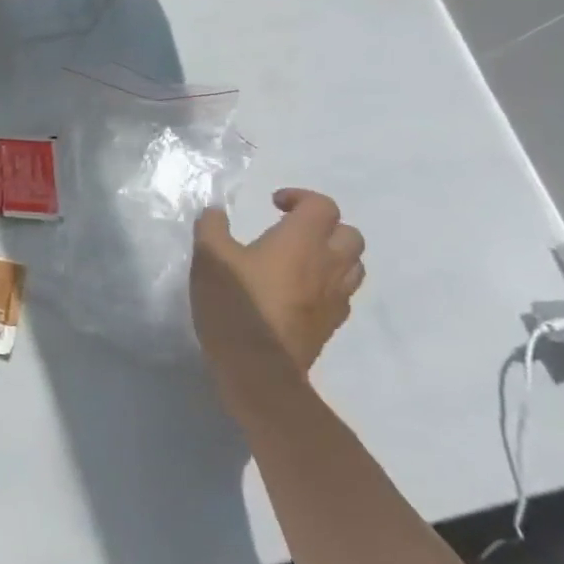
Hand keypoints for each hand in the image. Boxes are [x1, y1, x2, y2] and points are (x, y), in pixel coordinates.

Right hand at [191, 188, 363, 379]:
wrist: (257, 365)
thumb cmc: (234, 301)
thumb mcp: (209, 256)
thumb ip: (212, 227)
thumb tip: (216, 211)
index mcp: (301, 241)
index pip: (323, 206)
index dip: (301, 198)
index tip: (274, 205)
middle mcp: (327, 265)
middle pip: (350, 234)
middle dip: (325, 226)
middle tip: (293, 230)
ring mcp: (334, 298)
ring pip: (354, 266)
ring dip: (334, 255)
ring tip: (302, 260)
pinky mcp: (331, 325)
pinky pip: (342, 295)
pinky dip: (328, 285)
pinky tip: (300, 291)